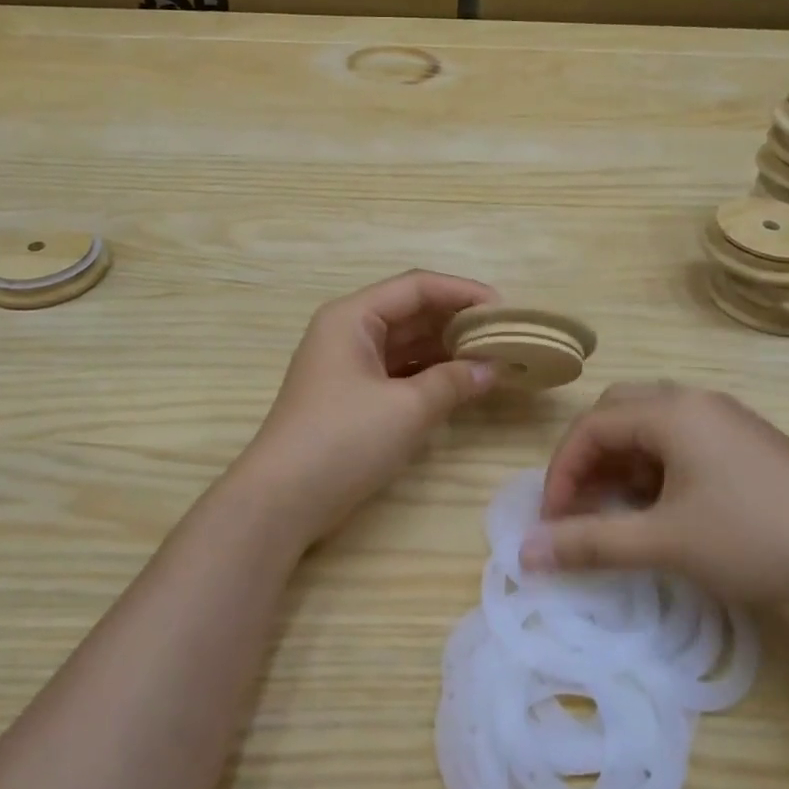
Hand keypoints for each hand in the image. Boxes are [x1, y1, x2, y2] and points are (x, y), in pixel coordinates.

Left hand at [237, 270, 500, 542]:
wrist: (282, 500)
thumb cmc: (343, 440)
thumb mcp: (407, 409)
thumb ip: (454, 381)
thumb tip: (494, 368)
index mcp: (353, 317)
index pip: (416, 287)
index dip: (463, 293)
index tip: (504, 311)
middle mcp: (348, 332)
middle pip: (411, 312)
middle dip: (458, 322)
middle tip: (505, 337)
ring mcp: (348, 366)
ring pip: (407, 344)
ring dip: (447, 350)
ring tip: (493, 359)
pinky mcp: (353, 397)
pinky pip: (399, 372)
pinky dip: (430, 375)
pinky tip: (462, 384)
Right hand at [524, 382, 788, 615]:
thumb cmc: (756, 539)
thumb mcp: (666, 543)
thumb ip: (591, 543)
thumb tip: (525, 553)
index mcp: (672, 411)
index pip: (591, 426)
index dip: (561, 472)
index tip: (553, 521)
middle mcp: (695, 401)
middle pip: (617, 415)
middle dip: (589, 460)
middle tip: (581, 507)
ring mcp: (726, 420)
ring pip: (650, 429)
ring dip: (622, 465)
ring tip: (619, 513)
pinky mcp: (747, 443)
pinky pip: (681, 442)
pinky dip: (655, 469)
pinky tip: (664, 509)